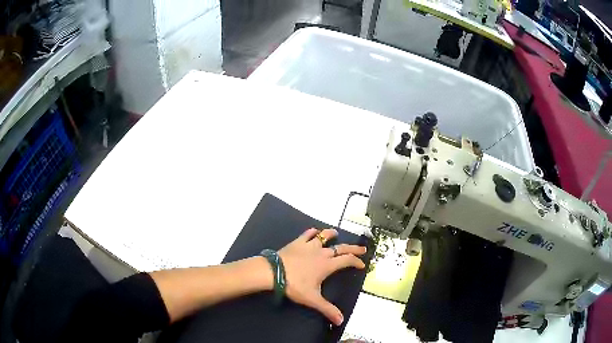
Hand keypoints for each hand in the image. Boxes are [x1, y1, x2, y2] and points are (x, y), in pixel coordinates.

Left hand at [278, 228, 366, 325]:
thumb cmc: (294, 285)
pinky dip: (313, 232)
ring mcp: (309, 246)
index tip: (362, 264)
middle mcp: (321, 253)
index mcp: (327, 265)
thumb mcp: (312, 299)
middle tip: (363, 248)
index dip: (356, 262)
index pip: (347, 260)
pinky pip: (307, 234)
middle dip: (354, 248)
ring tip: (336, 233)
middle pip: (341, 248)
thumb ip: (327, 309)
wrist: (274, 272)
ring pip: (324, 236)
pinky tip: (314, 232)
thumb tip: (341, 321)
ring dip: (331, 234)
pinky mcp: (297, 242)